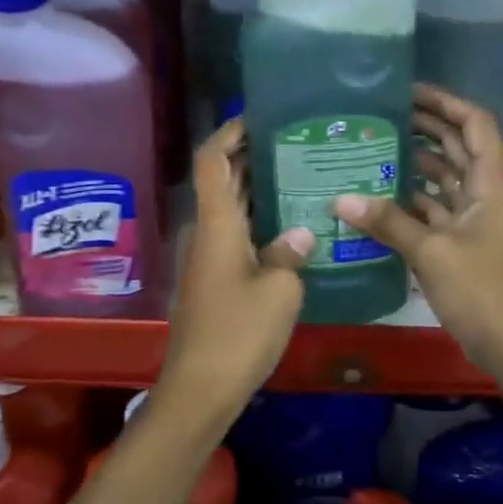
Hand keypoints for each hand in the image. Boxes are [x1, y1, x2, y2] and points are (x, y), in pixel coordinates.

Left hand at [156, 120, 314, 431]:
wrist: (201, 388)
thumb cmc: (239, 333)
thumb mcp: (280, 290)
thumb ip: (291, 253)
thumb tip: (301, 233)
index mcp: (217, 224)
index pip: (213, 159)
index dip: (230, 131)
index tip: (260, 116)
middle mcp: (208, 232)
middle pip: (222, 178)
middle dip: (251, 154)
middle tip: (296, 142)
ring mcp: (209, 257)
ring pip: (230, 207)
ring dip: (257, 187)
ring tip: (300, 174)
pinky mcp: (215, 279)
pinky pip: (236, 233)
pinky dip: (258, 219)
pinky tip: (292, 226)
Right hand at [333, 85, 502, 418]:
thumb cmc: (485, 291)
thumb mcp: (432, 253)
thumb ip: (387, 222)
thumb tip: (340, 198)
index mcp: (492, 181)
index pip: (473, 123)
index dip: (444, 102)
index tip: (406, 91)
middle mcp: (488, 192)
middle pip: (457, 146)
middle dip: (424, 128)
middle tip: (379, 116)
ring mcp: (479, 218)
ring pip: (446, 178)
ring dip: (416, 164)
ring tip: (373, 149)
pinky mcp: (467, 243)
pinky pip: (438, 209)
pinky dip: (413, 201)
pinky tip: (379, 198)